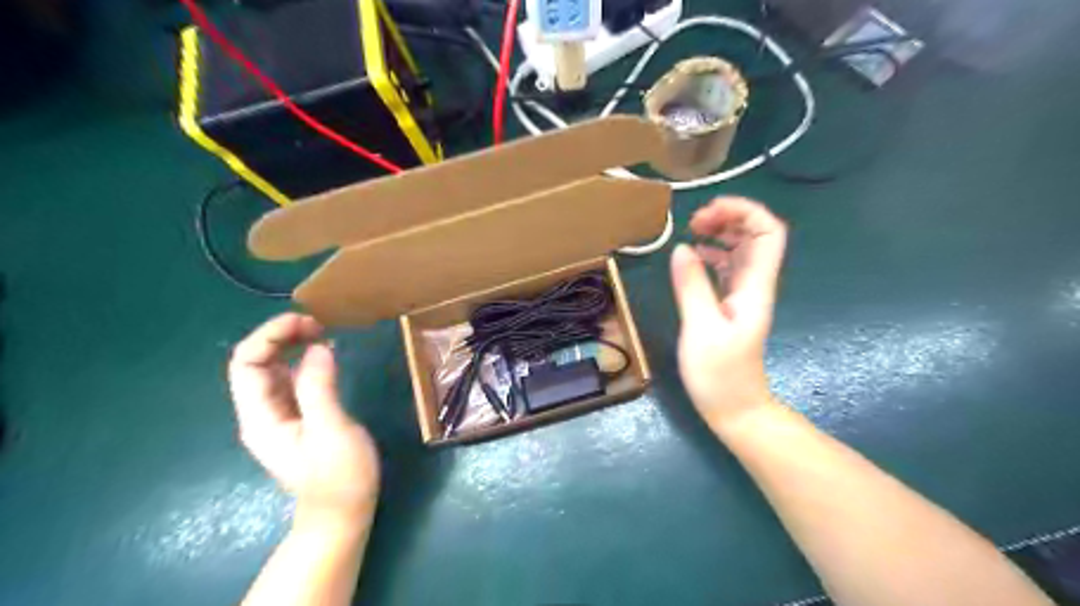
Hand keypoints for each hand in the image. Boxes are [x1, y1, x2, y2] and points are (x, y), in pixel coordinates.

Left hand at [227, 314, 378, 517]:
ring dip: (290, 345)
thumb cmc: (339, 476)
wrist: (343, 511)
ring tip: (321, 331)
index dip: (269, 336)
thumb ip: (319, 388)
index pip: (246, 364)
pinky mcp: (297, 416)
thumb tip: (318, 347)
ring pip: (272, 369)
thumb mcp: (331, 430)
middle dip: (279, 336)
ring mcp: (279, 415)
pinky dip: (303, 360)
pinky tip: (323, 354)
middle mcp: (262, 412)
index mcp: (261, 417)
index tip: (307, 322)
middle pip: (255, 363)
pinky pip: (291, 379)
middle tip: (317, 324)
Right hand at [671, 197, 789, 430]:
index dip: (745, 212)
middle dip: (730, 217)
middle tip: (694, 221)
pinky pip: (727, 269)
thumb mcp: (700, 329)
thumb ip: (692, 287)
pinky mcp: (730, 306)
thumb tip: (681, 248)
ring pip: (741, 250)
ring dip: (721, 233)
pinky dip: (712, 255)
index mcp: (754, 287)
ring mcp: (743, 295)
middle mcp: (754, 285)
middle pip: (756, 235)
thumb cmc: (720, 375)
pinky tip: (693, 257)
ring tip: (691, 231)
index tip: (708, 212)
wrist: (736, 409)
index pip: (768, 233)